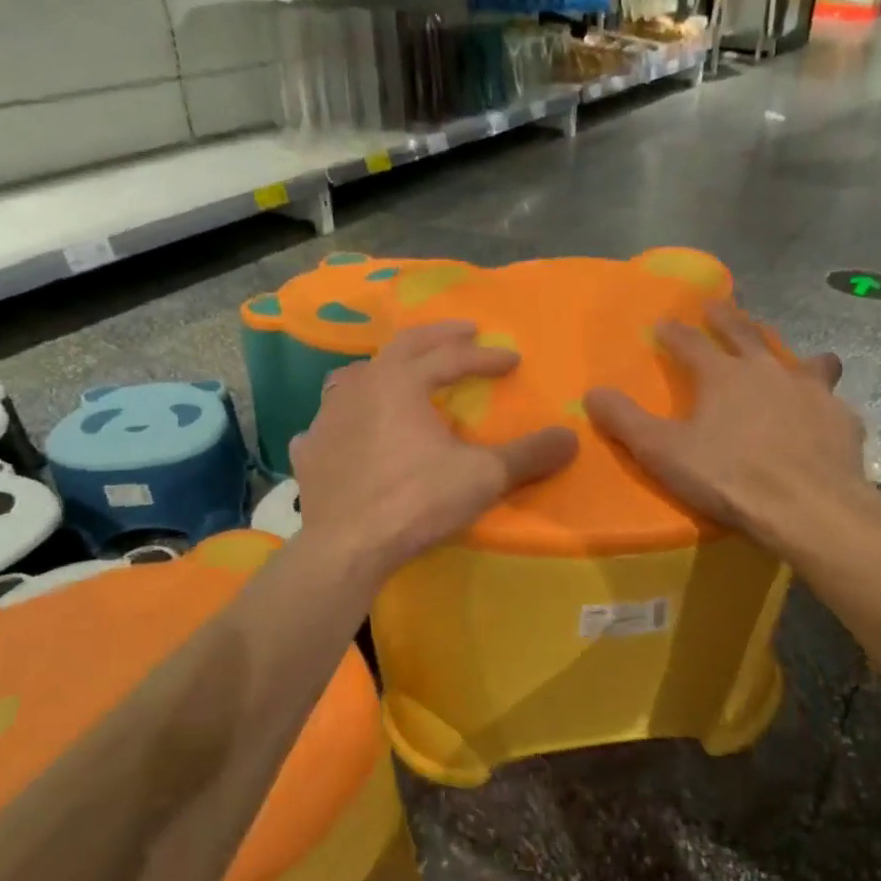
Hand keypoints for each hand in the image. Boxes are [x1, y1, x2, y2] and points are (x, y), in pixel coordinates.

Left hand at [292, 321, 578, 577]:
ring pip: (354, 377)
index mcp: (400, 381)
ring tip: (401, 374)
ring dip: (384, 369)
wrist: (347, 548)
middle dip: (437, 338)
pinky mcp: (308, 452)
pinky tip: (350, 432)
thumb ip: (529, 455)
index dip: (485, 357)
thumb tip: (571, 437)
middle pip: (402, 348)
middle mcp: (359, 386)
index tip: (512, 360)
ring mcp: (325, 418)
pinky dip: (345, 419)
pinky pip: (327, 423)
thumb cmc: (417, 501)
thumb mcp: (483, 477)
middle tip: (464, 332)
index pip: (451, 357)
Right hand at [583, 302, 871, 552]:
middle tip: (716, 306)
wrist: (808, 509)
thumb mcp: (662, 452)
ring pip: (802, 360)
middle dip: (727, 319)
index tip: (663, 323)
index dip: (674, 333)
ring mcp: (812, 392)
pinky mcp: (842, 420)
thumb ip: (625, 421)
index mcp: (723, 375)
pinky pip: (831, 402)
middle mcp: (769, 371)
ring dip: (789, 355)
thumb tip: (592, 393)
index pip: (691, 343)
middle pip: (746, 334)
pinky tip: (821, 418)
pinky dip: (821, 404)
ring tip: (789, 357)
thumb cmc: (728, 477)